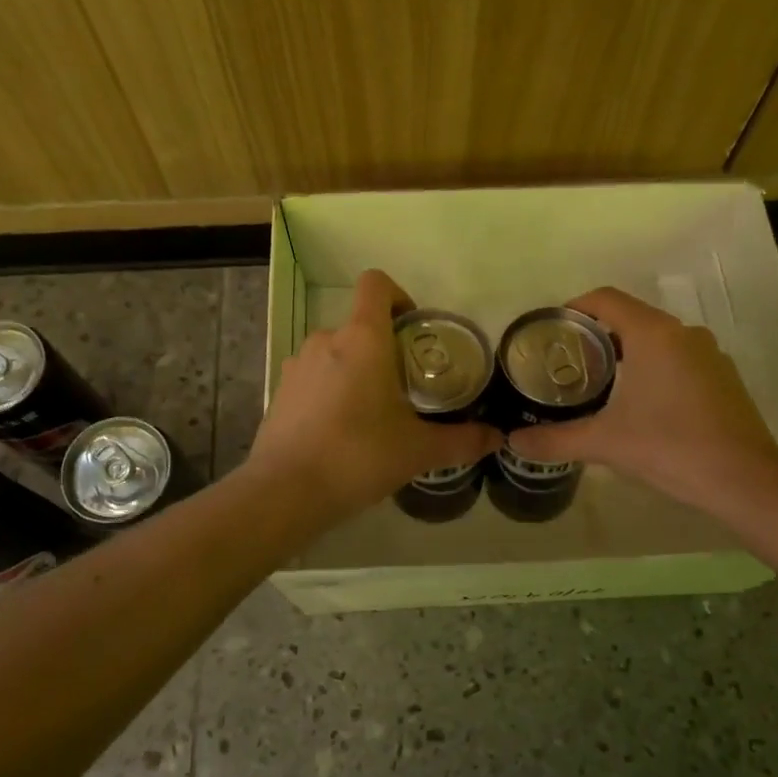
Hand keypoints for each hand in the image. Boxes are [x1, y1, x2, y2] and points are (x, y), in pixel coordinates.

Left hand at [246, 269, 502, 521]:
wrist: (285, 492)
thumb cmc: (358, 456)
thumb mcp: (418, 451)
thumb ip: (461, 440)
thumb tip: (497, 438)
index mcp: (362, 338)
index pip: (376, 284)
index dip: (399, 295)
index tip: (415, 329)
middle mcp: (326, 339)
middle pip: (361, 324)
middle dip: (385, 348)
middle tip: (407, 387)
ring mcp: (297, 364)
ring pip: (336, 351)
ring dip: (357, 369)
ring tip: (374, 413)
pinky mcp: (280, 390)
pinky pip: (315, 376)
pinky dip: (331, 390)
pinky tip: (341, 430)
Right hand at [507, 287, 777, 517]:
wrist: (746, 482)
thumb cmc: (671, 448)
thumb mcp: (605, 443)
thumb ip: (555, 439)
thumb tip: (513, 442)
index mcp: (654, 334)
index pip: (606, 299)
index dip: (574, 307)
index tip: (551, 330)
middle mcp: (684, 334)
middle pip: (630, 317)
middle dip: (596, 335)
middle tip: (566, 363)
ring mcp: (709, 355)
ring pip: (656, 339)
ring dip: (625, 352)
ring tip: (596, 384)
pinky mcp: (723, 378)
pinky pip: (677, 358)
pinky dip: (652, 368)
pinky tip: (639, 404)